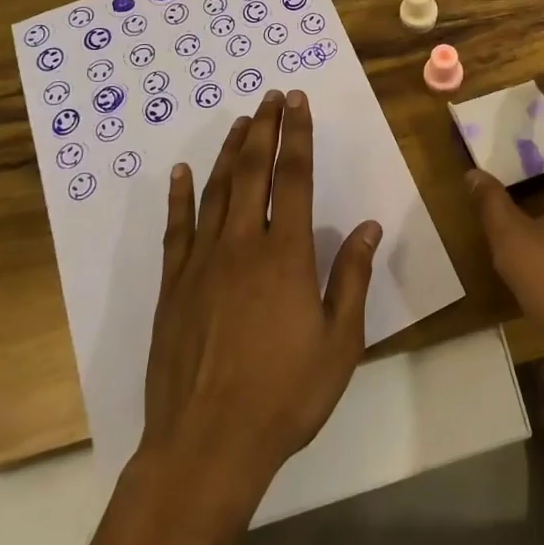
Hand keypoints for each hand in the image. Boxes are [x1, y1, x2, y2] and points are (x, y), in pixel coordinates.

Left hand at [139, 90, 381, 500]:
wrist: (207, 447)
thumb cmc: (284, 395)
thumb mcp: (339, 342)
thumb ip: (352, 278)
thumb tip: (369, 226)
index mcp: (286, 255)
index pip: (293, 178)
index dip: (297, 136)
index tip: (298, 103)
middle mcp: (243, 245)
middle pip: (254, 172)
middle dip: (265, 129)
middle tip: (271, 97)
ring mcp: (202, 263)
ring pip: (217, 191)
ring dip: (231, 152)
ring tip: (241, 121)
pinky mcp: (174, 286)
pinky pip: (177, 229)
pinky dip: (180, 197)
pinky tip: (182, 173)